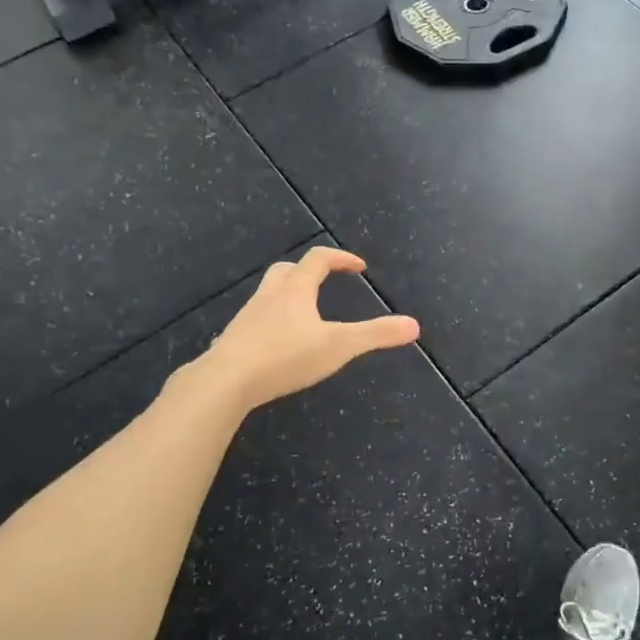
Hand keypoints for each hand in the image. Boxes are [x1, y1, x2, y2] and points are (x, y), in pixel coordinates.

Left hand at [194, 247, 419, 411]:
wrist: (225, 381)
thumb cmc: (285, 356)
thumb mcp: (339, 346)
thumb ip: (376, 335)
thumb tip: (414, 325)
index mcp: (296, 290)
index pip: (319, 259)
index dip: (341, 258)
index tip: (359, 267)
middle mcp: (270, 296)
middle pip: (287, 270)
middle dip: (308, 271)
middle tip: (325, 282)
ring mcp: (248, 317)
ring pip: (269, 294)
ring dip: (288, 295)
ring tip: (305, 315)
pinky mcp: (234, 340)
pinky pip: (256, 321)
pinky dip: (272, 322)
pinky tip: (279, 344)